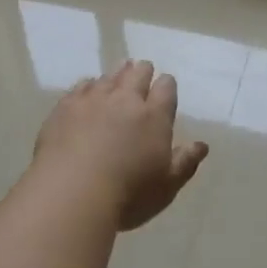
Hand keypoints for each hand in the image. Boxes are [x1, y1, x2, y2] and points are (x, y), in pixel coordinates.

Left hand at [34, 60, 209, 229]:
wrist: (72, 194)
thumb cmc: (128, 195)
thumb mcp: (167, 186)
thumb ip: (185, 162)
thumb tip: (202, 145)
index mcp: (154, 116)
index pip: (166, 88)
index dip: (166, 85)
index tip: (165, 86)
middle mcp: (125, 100)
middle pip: (137, 73)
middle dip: (143, 72)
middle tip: (142, 72)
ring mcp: (92, 100)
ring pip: (109, 76)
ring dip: (117, 74)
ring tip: (119, 73)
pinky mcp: (65, 107)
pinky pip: (81, 86)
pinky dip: (89, 85)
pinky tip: (88, 88)